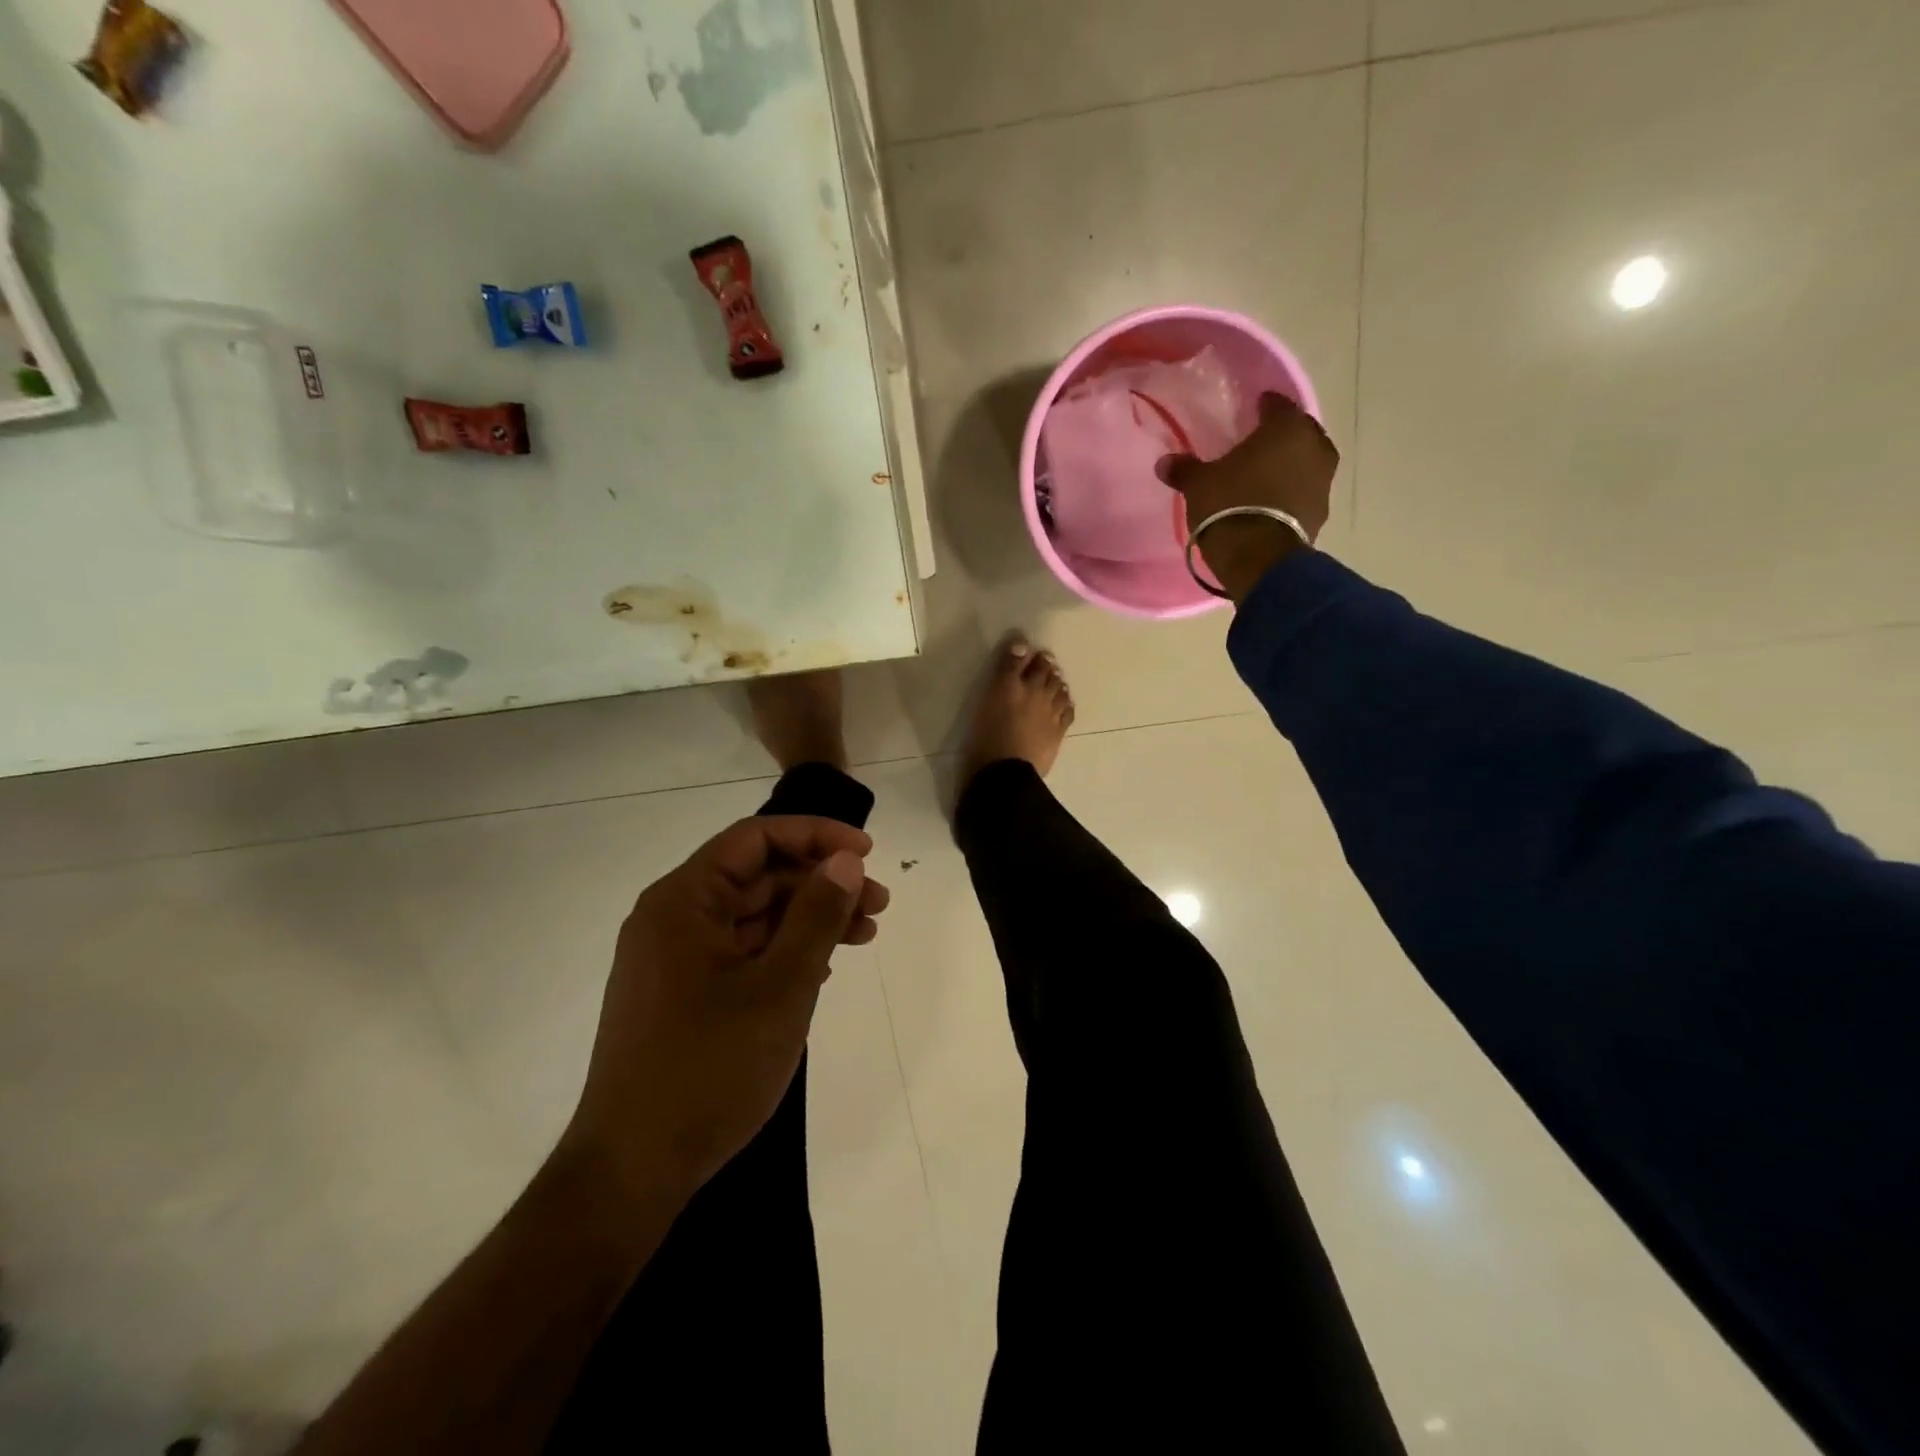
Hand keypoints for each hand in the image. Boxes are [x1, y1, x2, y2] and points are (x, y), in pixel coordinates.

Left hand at [563, 816, 889, 1208]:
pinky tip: (824, 965)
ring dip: (809, 917)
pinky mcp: (683, 995)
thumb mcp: (780, 988)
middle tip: (878, 903)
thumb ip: (817, 916)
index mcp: (682, 901)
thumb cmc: (708, 1069)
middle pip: (757, 876)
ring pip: (753, 915)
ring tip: (864, 934)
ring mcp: (675, 959)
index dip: (815, 836)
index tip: (867, 852)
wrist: (632, 1171)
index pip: (754, 839)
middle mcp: (673, 918)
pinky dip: (785, 950)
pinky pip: (742, 951)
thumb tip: (846, 860)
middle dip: (821, 882)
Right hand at [1159, 393, 1339, 601]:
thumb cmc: (1229, 505)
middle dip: (1280, 436)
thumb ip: (1184, 469)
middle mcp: (1314, 446)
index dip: (1263, 407)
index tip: (1250, 411)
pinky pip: (1305, 491)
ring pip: (1306, 461)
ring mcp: (1323, 480)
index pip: (1277, 405)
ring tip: (1265, 475)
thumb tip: (1164, 462)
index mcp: (1286, 427)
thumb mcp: (1199, 485)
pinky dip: (1292, 491)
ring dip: (1290, 465)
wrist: (1258, 558)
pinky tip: (1273, 500)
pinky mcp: (1321, 511)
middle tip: (1258, 444)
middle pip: (1298, 432)